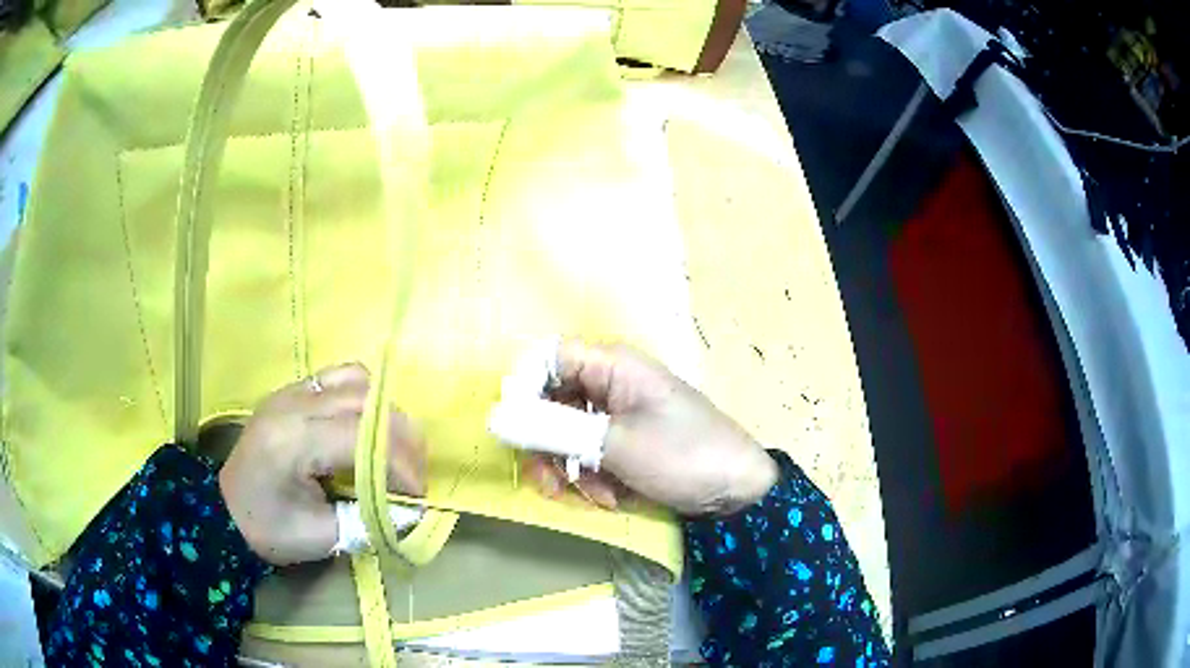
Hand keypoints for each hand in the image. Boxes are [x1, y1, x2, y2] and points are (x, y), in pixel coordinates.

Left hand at [219, 363, 426, 565]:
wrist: (226, 511)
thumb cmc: (270, 529)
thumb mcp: (320, 537)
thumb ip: (370, 521)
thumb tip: (414, 511)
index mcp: (294, 440)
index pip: (363, 438)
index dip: (400, 465)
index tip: (418, 495)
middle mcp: (294, 404)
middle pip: (366, 404)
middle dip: (402, 440)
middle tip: (413, 475)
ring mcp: (292, 391)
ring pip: (358, 382)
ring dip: (386, 415)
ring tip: (394, 450)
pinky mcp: (292, 391)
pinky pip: (340, 377)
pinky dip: (364, 398)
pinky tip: (366, 427)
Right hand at [525, 341, 776, 515]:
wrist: (738, 492)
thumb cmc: (682, 455)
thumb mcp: (614, 444)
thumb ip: (553, 429)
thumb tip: (498, 418)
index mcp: (612, 365)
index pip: (547, 359)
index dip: (524, 389)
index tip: (515, 429)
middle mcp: (611, 383)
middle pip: (552, 401)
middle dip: (548, 445)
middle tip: (551, 481)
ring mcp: (619, 415)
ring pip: (567, 434)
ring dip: (573, 469)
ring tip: (597, 495)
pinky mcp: (625, 442)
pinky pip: (589, 454)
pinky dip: (594, 478)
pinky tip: (613, 497)